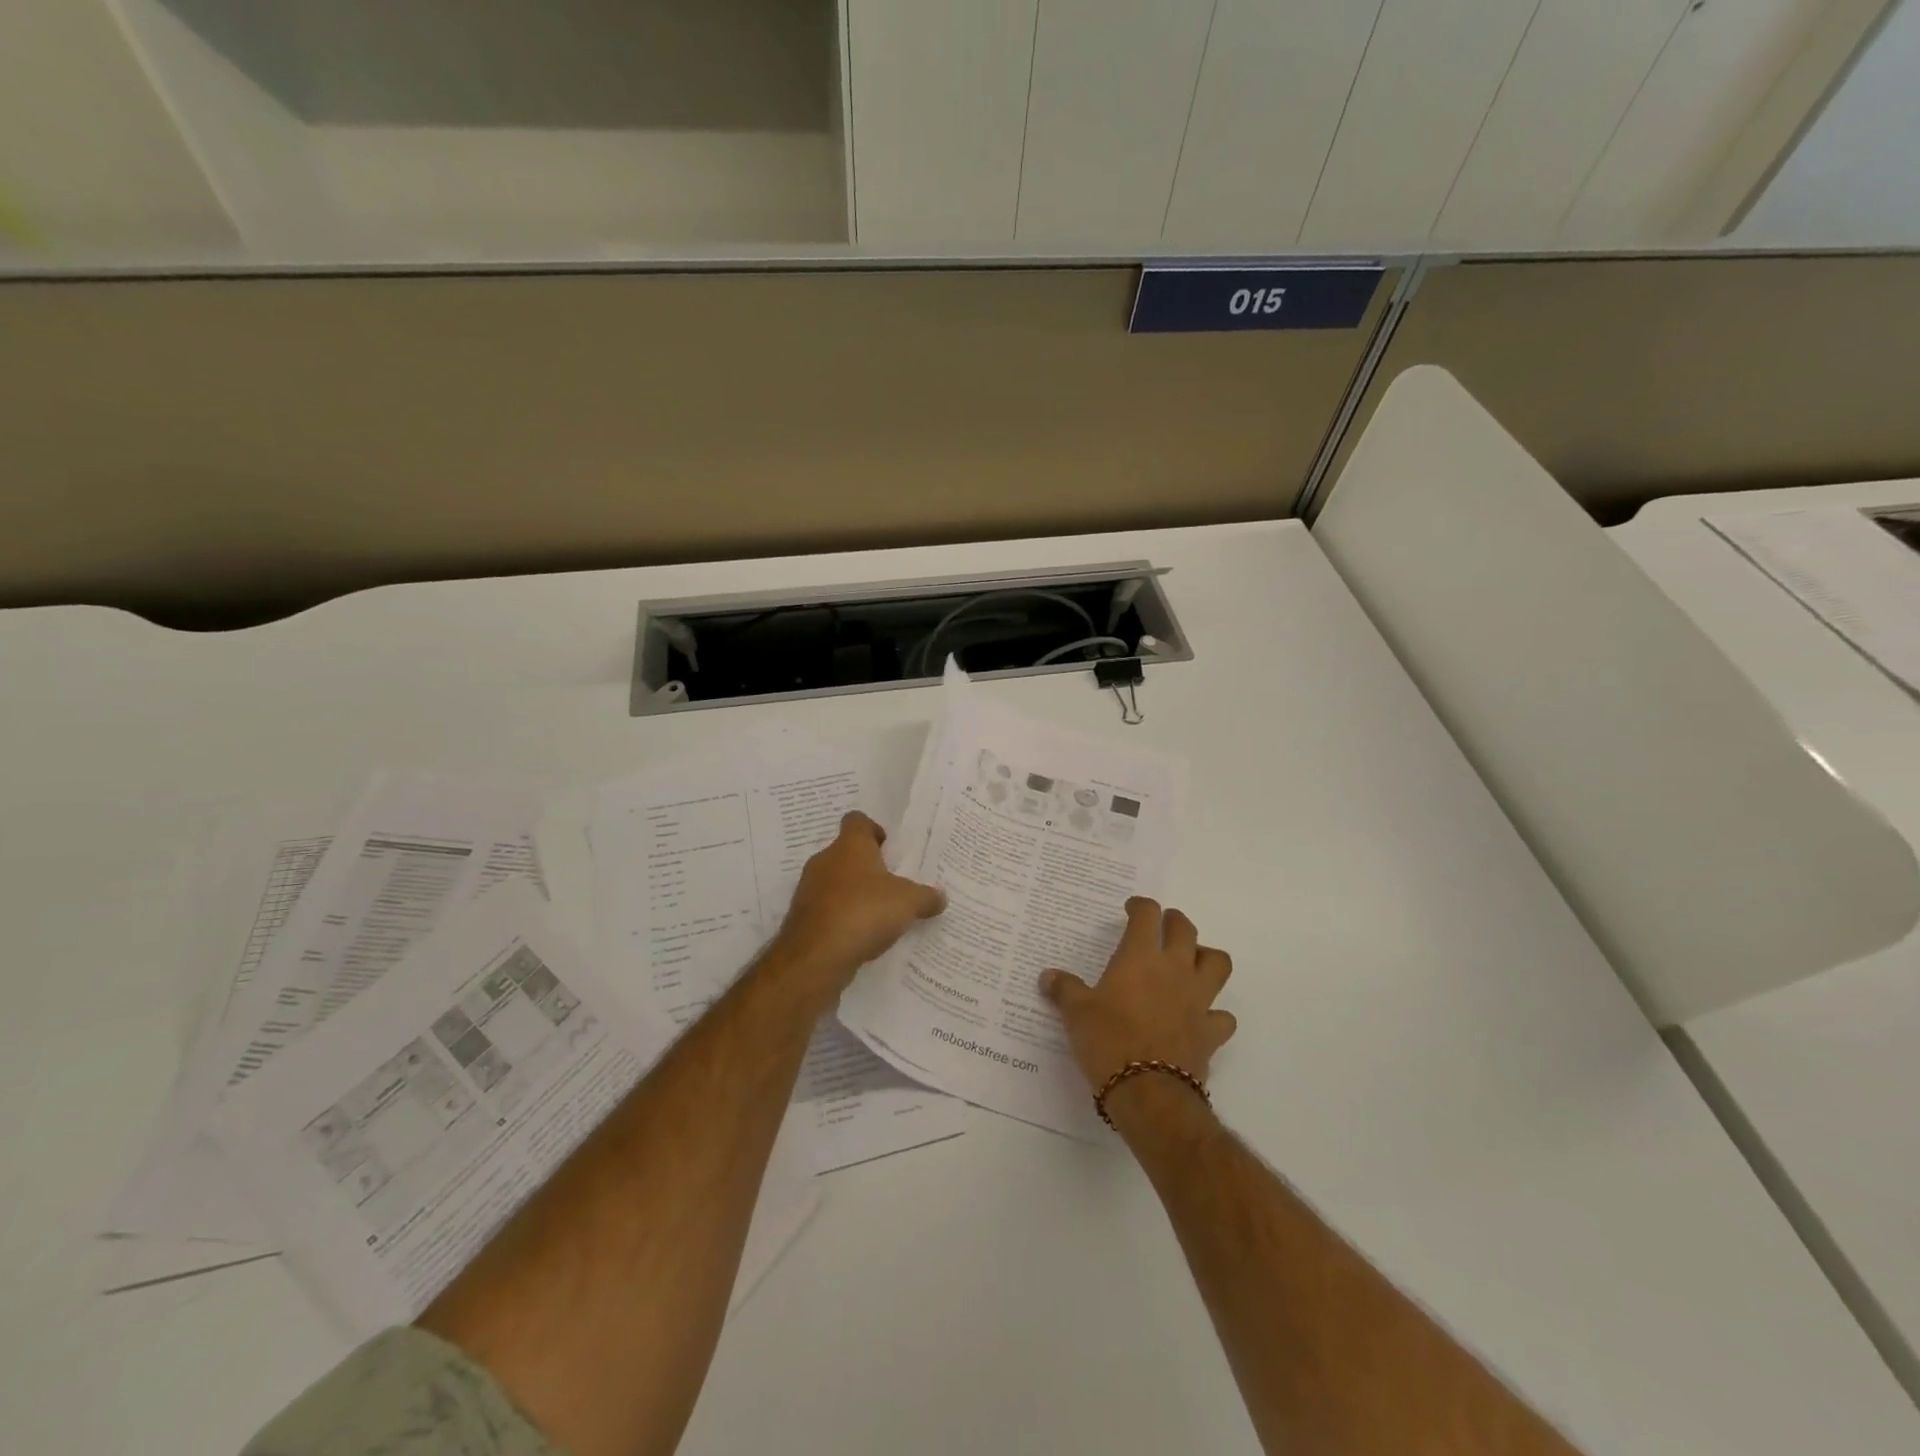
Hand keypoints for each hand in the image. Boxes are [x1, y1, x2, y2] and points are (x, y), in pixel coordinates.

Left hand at [772, 812, 944, 995]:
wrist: (815, 958)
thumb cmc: (863, 912)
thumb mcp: (908, 902)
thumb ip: (926, 896)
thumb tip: (940, 897)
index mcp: (849, 846)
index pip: (857, 821)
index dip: (874, 830)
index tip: (890, 849)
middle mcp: (825, 861)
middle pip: (848, 854)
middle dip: (869, 868)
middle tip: (894, 885)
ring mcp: (810, 890)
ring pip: (837, 883)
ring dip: (856, 895)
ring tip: (882, 914)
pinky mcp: (803, 919)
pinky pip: (829, 910)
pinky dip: (844, 919)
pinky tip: (863, 936)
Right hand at [1041, 897, 1235, 1095]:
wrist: (1148, 1092)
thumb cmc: (1108, 1041)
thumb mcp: (1076, 1012)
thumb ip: (1064, 989)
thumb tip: (1047, 976)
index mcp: (1141, 957)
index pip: (1147, 915)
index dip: (1140, 906)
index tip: (1131, 909)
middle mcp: (1175, 969)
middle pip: (1185, 929)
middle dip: (1174, 921)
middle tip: (1162, 926)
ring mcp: (1198, 1000)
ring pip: (1217, 963)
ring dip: (1206, 957)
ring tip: (1190, 963)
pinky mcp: (1211, 1032)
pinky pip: (1222, 1016)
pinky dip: (1215, 1014)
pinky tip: (1200, 1018)